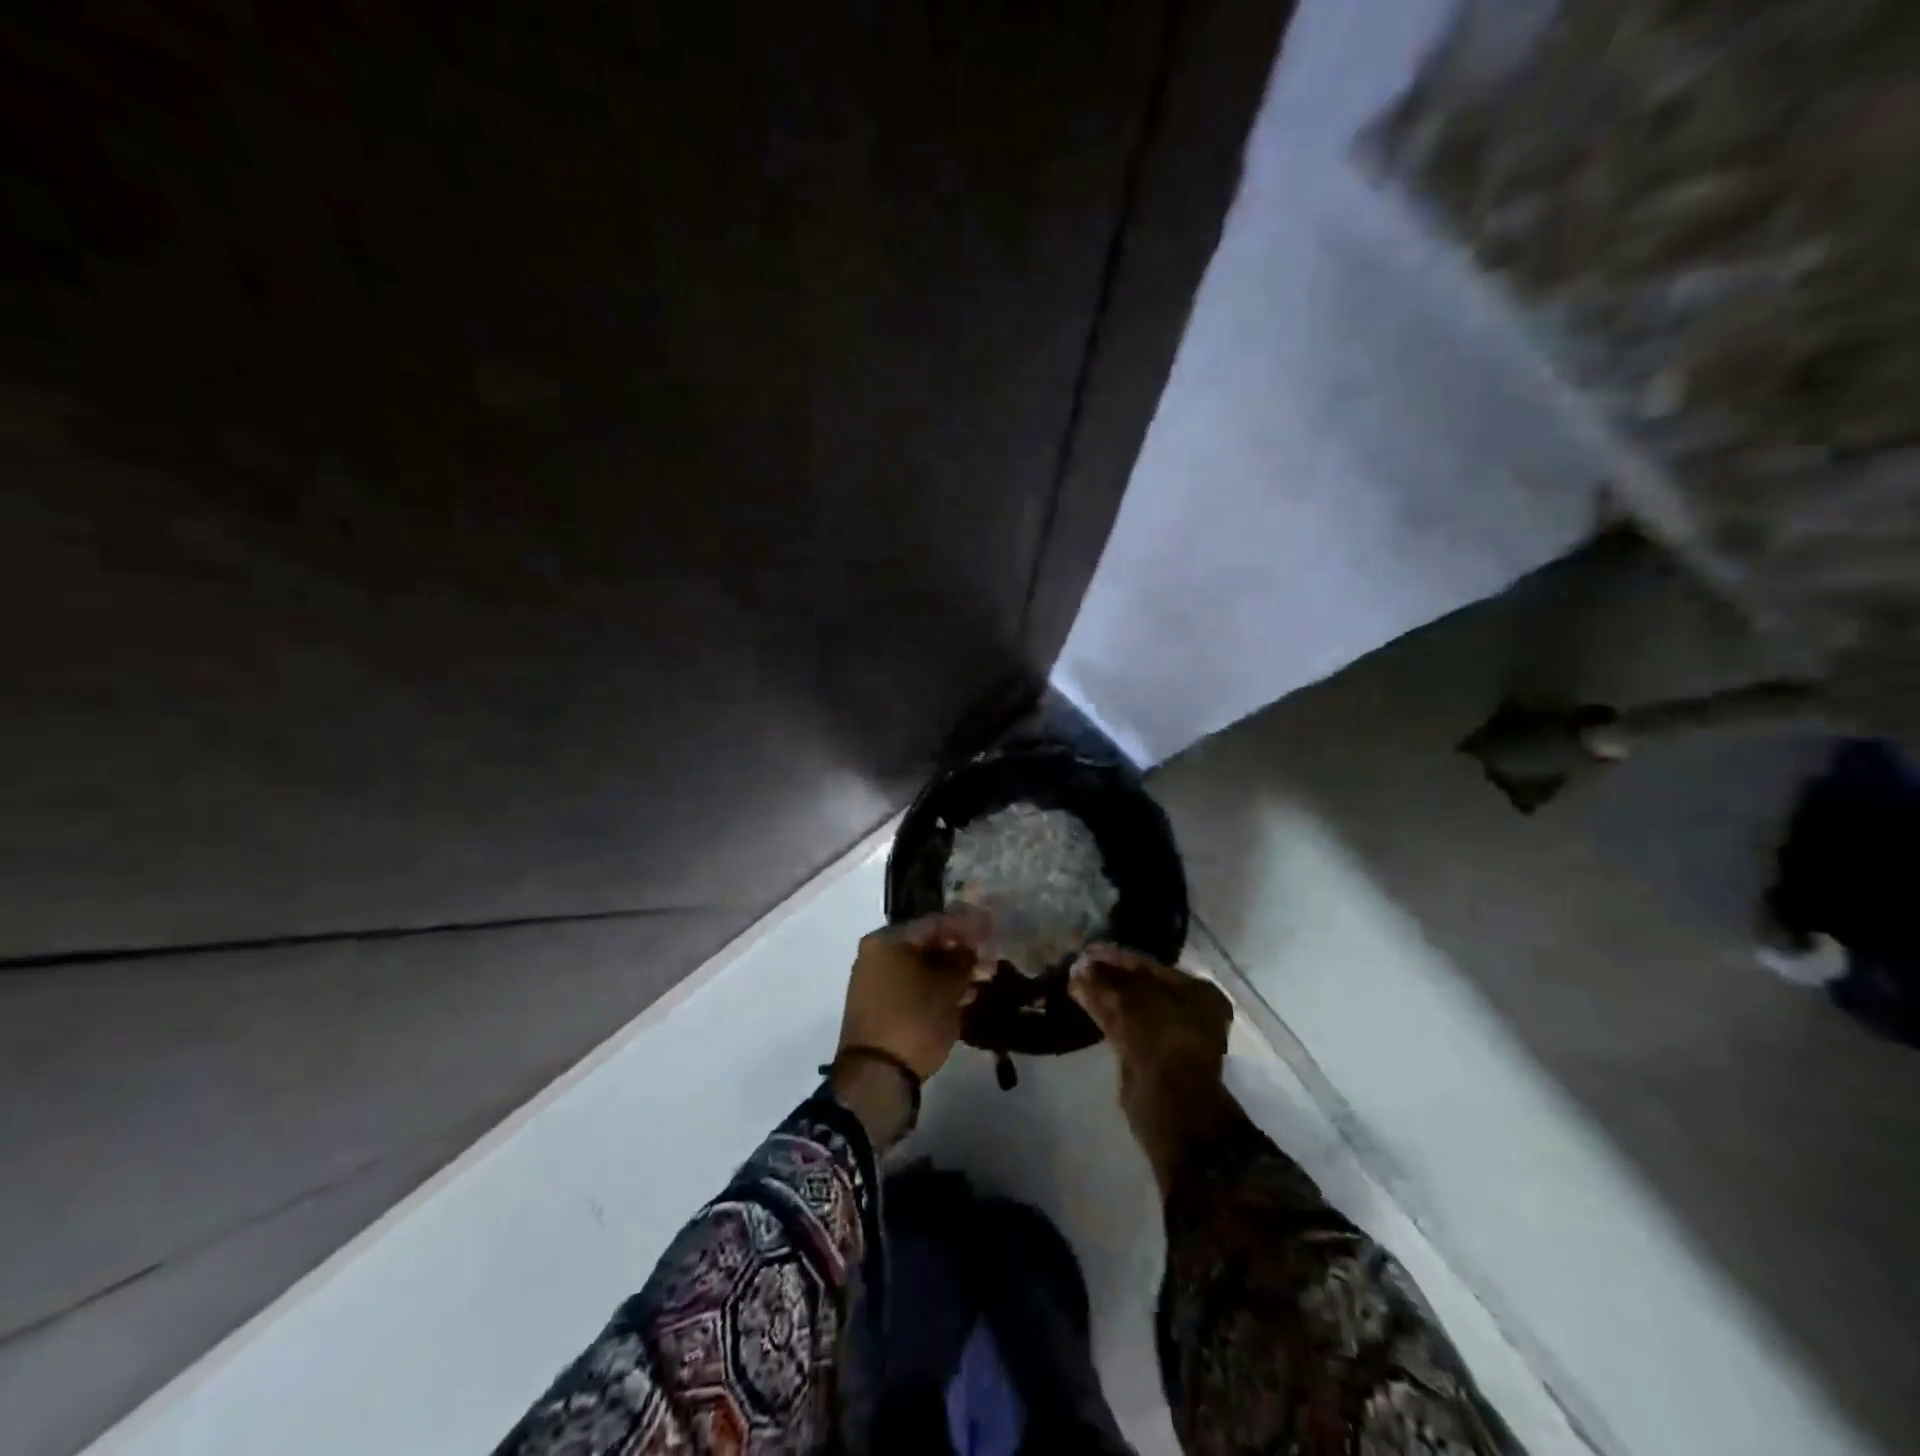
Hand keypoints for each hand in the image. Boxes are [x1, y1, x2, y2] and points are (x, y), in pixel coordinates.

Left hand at [838, 908, 991, 1080]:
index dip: (968, 926)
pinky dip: (935, 988)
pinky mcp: (878, 1006)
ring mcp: (874, 981)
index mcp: (887, 940)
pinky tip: (962, 997)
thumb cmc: (914, 1021)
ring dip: (951, 972)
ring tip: (983, 980)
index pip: (935, 922)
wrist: (876, 1079)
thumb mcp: (947, 989)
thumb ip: (963, 960)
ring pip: (920, 967)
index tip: (993, 931)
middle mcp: (876, 954)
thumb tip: (971, 947)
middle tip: (990, 959)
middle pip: (926, 944)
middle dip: (961, 951)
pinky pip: (912, 986)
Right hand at [1069, 943, 1235, 1191]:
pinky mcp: (1153, 1059)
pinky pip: (1125, 1027)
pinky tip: (1082, 1001)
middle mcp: (1190, 1010)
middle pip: (1140, 985)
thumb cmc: (1160, 1039)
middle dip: (1108, 976)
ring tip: (1073, 981)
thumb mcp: (1130, 1000)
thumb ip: (1104, 980)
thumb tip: (1080, 965)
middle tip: (1077, 965)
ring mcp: (1172, 1037)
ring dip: (1103, 994)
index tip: (1086, 950)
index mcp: (1196, 990)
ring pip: (1130, 1007)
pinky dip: (1105, 1014)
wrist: (1170, 1103)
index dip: (1115, 956)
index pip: (1148, 964)